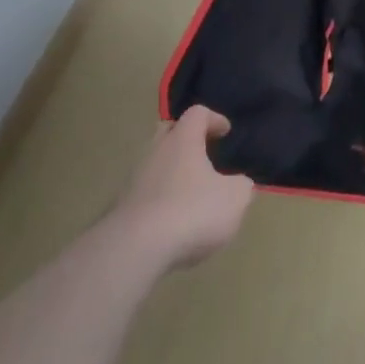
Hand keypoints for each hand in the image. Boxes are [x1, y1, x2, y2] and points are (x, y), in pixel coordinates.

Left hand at [112, 106, 254, 271]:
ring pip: (156, 163)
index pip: (197, 113)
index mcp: (183, 139)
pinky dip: (161, 198)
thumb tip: (240, 184)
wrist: (135, 250)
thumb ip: (242, 186)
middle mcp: (156, 151)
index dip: (214, 119)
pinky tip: (173, 220)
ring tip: (191, 192)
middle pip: (169, 132)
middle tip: (204, 153)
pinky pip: (146, 192)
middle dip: (187, 139)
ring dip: (173, 171)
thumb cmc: (191, 212)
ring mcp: (135, 179)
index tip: (225, 132)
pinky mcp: (122, 208)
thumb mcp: (234, 199)